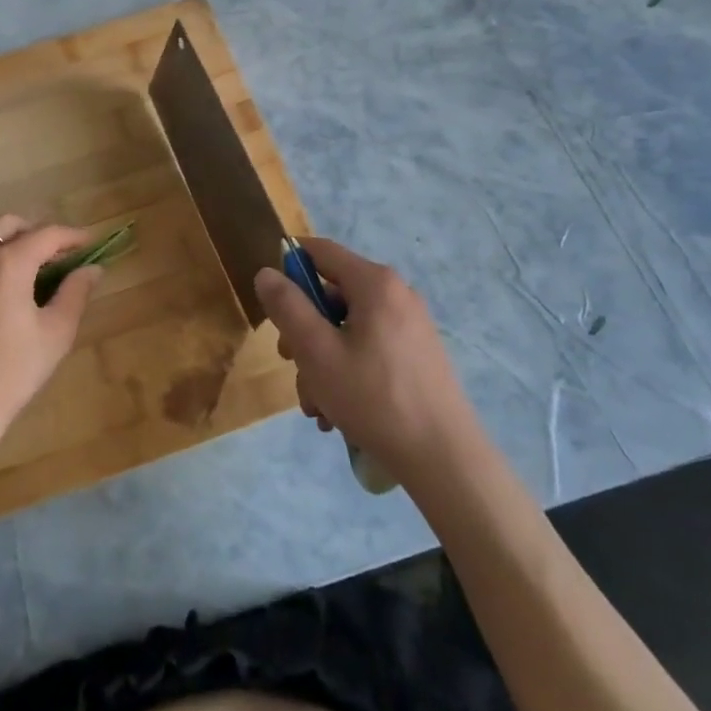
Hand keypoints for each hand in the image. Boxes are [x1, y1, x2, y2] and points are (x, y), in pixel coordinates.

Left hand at [0, 214, 103, 456]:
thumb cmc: (11, 371)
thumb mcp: (55, 332)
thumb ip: (75, 293)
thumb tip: (92, 268)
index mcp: (7, 263)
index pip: (46, 234)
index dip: (72, 235)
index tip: (90, 242)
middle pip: (9, 224)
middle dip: (37, 231)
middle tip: (59, 253)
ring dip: (12, 243)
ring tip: (34, 269)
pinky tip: (5, 288)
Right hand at [254, 238, 475, 485]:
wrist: (444, 459)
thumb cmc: (374, 398)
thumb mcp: (317, 352)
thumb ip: (288, 307)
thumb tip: (266, 273)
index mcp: (375, 283)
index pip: (320, 251)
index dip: (289, 266)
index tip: (271, 302)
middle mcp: (396, 294)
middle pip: (331, 296)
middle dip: (304, 332)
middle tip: (292, 365)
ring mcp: (410, 326)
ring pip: (346, 329)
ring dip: (322, 362)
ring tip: (317, 406)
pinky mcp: (416, 354)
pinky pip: (368, 348)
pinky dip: (347, 371)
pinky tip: (339, 411)